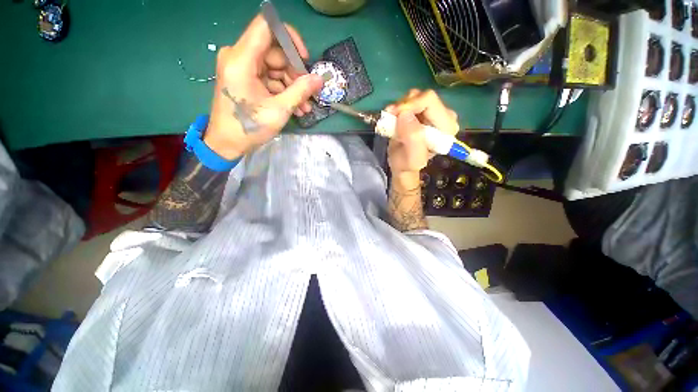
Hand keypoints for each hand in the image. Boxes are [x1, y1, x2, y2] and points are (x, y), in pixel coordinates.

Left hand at [204, 15, 322, 159]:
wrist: (227, 143)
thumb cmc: (249, 127)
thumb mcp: (279, 110)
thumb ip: (300, 91)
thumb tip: (319, 79)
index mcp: (241, 59)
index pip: (267, 26)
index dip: (290, 38)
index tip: (304, 59)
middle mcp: (239, 56)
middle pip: (275, 51)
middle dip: (294, 73)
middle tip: (308, 94)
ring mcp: (242, 67)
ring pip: (274, 66)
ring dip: (292, 86)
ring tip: (304, 107)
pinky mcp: (245, 77)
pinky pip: (269, 77)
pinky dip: (283, 90)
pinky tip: (295, 106)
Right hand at [386, 89, 458, 183]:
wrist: (402, 164)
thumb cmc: (407, 164)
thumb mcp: (412, 158)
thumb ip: (412, 138)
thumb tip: (404, 114)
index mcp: (446, 127)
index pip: (429, 101)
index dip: (410, 105)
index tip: (394, 114)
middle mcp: (444, 116)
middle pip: (423, 96)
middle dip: (403, 105)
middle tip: (390, 116)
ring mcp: (433, 112)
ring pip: (415, 96)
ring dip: (400, 107)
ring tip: (391, 119)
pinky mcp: (423, 111)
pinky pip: (410, 100)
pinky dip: (398, 107)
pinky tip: (393, 117)